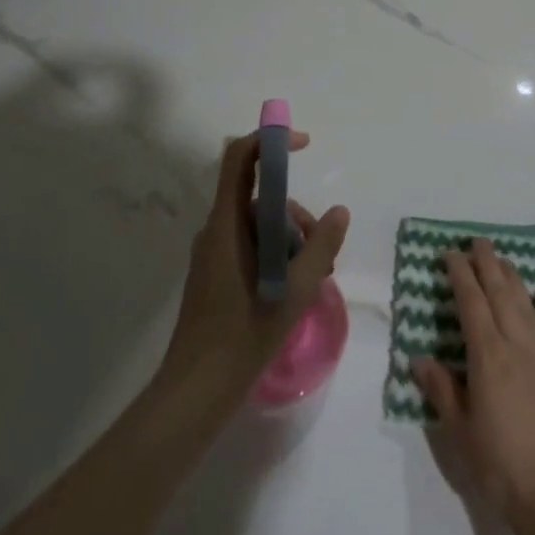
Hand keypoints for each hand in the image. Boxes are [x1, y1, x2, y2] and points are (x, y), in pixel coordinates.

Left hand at [156, 129, 349, 413]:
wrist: (195, 393)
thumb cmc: (243, 336)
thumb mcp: (295, 290)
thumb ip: (321, 246)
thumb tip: (339, 211)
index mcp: (227, 224)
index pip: (240, 158)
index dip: (270, 140)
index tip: (304, 144)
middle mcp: (216, 231)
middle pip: (261, 198)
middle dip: (296, 216)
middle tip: (322, 254)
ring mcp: (214, 254)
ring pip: (260, 226)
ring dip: (291, 241)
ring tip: (314, 278)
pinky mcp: (216, 275)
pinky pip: (252, 247)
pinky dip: (277, 257)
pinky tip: (296, 289)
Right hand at [412, 239, 534, 534]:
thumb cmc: (500, 466)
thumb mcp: (460, 432)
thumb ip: (442, 390)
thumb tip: (419, 358)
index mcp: (487, 357)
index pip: (471, 303)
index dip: (460, 275)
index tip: (451, 254)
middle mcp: (517, 346)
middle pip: (501, 294)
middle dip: (488, 264)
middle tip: (478, 242)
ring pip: (527, 306)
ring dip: (514, 280)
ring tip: (504, 260)